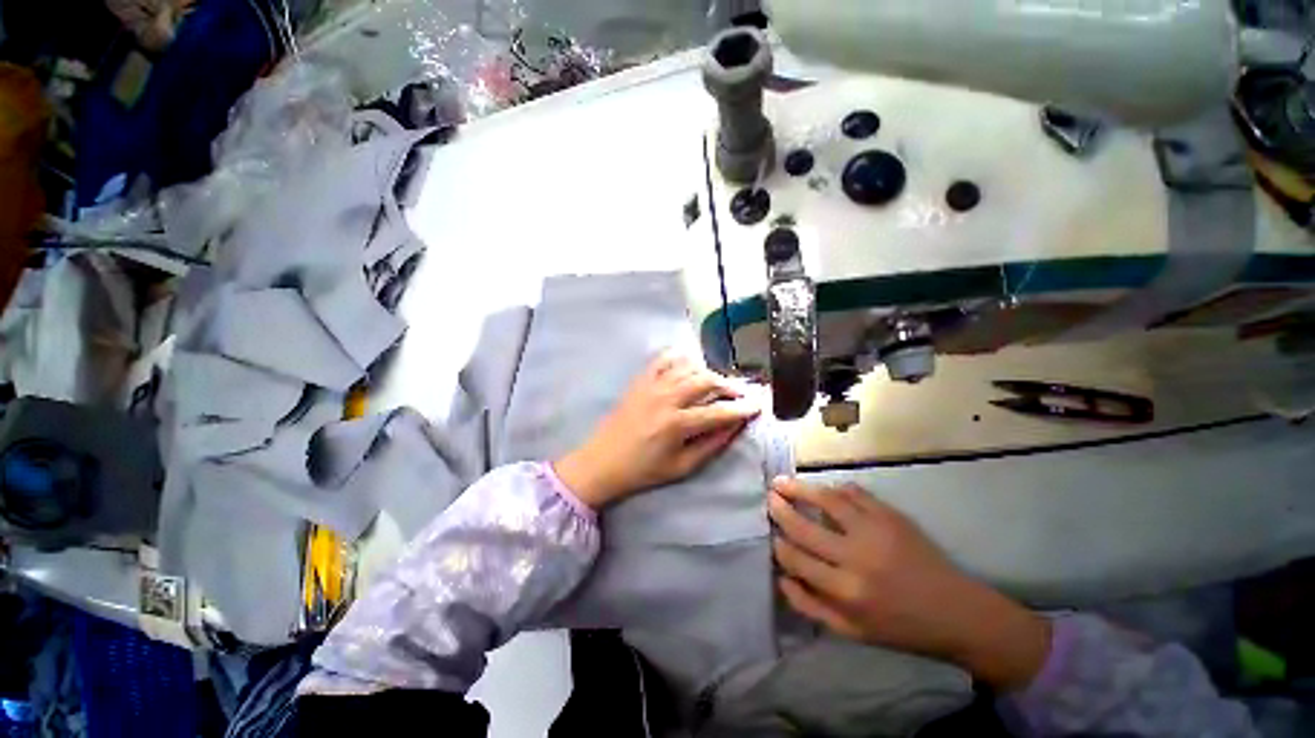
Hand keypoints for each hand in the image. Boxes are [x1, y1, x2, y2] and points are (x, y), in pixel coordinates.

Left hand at [554, 351, 759, 509]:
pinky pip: (663, 359)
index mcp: (676, 425)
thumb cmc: (644, 470)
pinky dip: (680, 357)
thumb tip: (736, 426)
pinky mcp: (640, 381)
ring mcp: (651, 385)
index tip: (758, 406)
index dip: (742, 409)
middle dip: (729, 386)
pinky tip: (690, 364)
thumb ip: (711, 445)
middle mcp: (666, 398)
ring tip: (718, 383)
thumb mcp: (682, 467)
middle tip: (740, 394)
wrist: (602, 462)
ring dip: (708, 372)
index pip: (718, 412)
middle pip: (706, 381)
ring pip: (688, 367)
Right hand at [769, 478, 1051, 691]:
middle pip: (804, 527)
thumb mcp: (853, 632)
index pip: (796, 558)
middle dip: (780, 509)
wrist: (957, 612)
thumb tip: (781, 577)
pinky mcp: (891, 516)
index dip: (779, 544)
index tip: (772, 535)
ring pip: (826, 501)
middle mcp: (855, 557)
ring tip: (783, 481)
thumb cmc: (901, 627)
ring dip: (800, 489)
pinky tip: (825, 489)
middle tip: (769, 497)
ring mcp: (874, 531)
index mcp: (845, 590)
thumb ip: (811, 606)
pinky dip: (835, 489)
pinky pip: (855, 494)